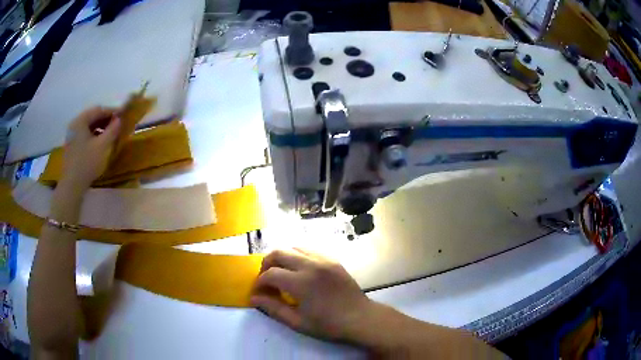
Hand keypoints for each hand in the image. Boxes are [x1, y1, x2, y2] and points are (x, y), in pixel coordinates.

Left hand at [61, 107, 120, 189]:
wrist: (72, 185)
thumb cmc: (87, 163)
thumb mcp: (103, 146)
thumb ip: (112, 130)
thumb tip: (119, 119)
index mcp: (80, 120)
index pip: (98, 109)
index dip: (111, 111)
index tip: (122, 115)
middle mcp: (74, 124)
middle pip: (92, 116)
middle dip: (105, 119)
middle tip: (117, 125)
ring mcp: (71, 135)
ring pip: (88, 125)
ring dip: (99, 127)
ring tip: (109, 134)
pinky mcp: (71, 145)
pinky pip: (84, 134)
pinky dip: (93, 134)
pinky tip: (99, 142)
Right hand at [251, 249, 373, 340]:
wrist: (360, 318)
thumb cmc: (328, 325)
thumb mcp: (298, 322)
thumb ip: (273, 308)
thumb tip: (254, 298)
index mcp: (301, 282)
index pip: (270, 274)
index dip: (259, 282)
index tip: (258, 292)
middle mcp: (311, 265)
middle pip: (279, 252)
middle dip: (266, 264)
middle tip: (266, 280)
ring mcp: (324, 259)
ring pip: (294, 248)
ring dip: (282, 258)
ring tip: (281, 274)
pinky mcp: (333, 260)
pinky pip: (309, 250)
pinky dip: (298, 256)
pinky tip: (299, 271)